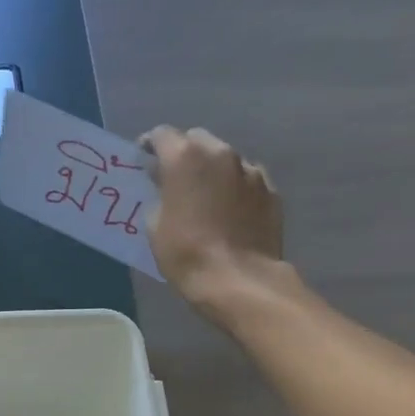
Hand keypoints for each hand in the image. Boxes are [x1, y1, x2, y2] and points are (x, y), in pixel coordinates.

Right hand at [141, 125, 286, 324]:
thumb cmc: (185, 253)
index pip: (162, 135)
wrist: (238, 279)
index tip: (144, 161)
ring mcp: (250, 170)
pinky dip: (234, 188)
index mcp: (184, 158)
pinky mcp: (270, 190)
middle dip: (184, 154)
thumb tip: (166, 190)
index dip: (150, 145)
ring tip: (204, 196)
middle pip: (197, 140)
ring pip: (225, 159)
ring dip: (212, 170)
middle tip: (174, 179)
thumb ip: (159, 197)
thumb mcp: (154, 227)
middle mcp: (220, 153)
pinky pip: (246, 180)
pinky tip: (229, 210)